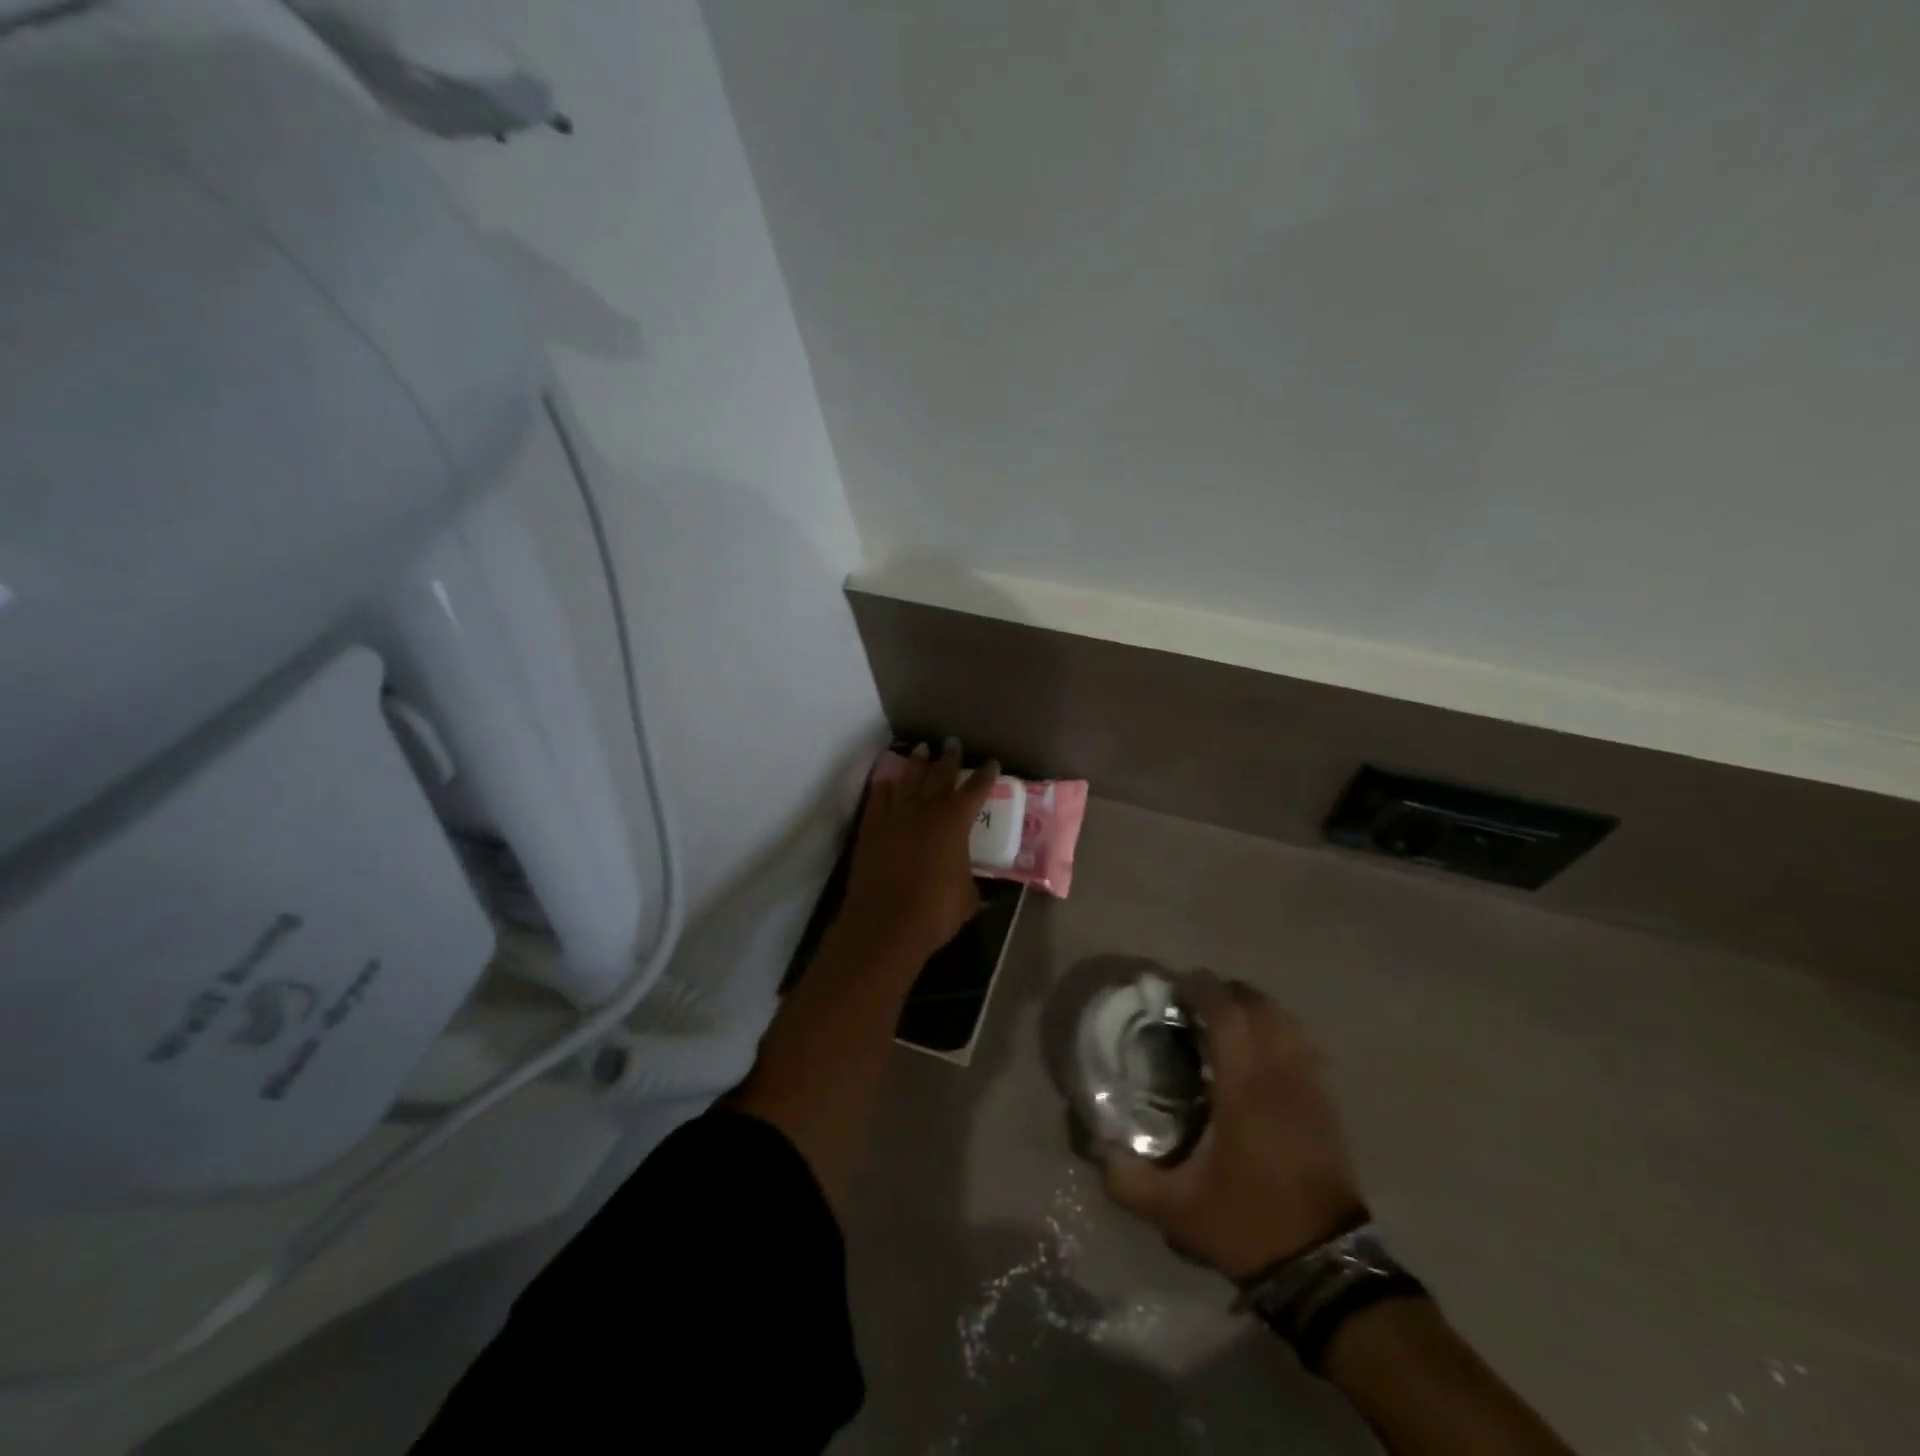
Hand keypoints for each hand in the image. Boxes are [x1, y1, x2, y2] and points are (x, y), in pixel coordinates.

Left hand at [838, 740, 998, 962]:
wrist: (884, 924)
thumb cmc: (934, 912)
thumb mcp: (967, 898)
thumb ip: (973, 885)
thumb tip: (980, 890)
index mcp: (955, 823)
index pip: (975, 790)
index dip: (985, 775)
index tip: (991, 762)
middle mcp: (925, 810)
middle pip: (939, 775)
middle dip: (948, 758)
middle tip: (952, 743)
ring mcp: (895, 815)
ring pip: (908, 779)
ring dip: (917, 763)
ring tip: (921, 749)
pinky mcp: (871, 827)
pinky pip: (878, 796)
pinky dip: (885, 784)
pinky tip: (888, 779)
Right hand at [1103, 973, 1365, 1279]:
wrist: (1325, 1268)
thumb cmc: (1248, 1225)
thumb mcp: (1175, 1211)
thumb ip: (1128, 1180)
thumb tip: (1098, 1147)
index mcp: (1245, 1090)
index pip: (1228, 1016)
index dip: (1203, 991)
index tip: (1178, 984)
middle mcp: (1281, 1075)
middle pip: (1260, 1007)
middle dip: (1228, 992)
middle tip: (1197, 1000)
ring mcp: (1310, 1087)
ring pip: (1287, 1022)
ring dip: (1256, 1007)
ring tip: (1229, 1016)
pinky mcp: (1327, 1103)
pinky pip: (1304, 1045)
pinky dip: (1281, 1030)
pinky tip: (1263, 1046)